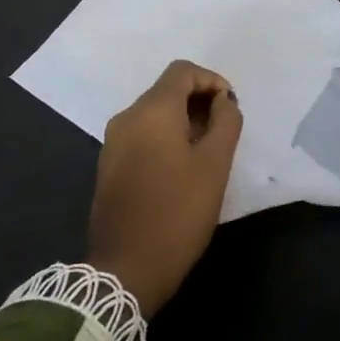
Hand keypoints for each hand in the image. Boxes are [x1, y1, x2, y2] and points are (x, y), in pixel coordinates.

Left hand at [89, 60, 242, 316]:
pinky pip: (142, 135)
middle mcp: (126, 118)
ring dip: (184, 121)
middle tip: (225, 132)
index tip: (231, 108)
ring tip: (208, 151)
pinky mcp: (109, 165)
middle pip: (166, 90)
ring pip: (154, 114)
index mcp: (151, 111)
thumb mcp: (215, 165)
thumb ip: (226, 123)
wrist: (126, 269)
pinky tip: (182, 168)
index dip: (212, 81)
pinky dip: (165, 138)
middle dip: (199, 102)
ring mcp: (113, 142)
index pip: (183, 71)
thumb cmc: (178, 212)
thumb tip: (223, 102)